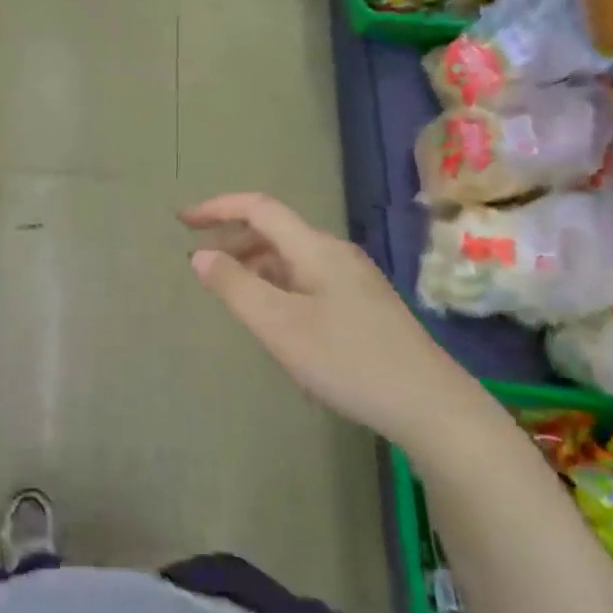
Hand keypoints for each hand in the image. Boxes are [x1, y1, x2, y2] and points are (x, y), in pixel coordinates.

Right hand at [181, 193, 455, 436]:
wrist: (429, 405)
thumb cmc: (347, 360)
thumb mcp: (279, 326)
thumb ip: (235, 287)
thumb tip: (200, 254)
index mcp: (314, 248)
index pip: (259, 208)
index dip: (218, 207)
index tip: (183, 221)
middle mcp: (335, 253)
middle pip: (276, 230)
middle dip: (233, 238)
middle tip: (200, 261)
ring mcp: (354, 279)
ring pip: (292, 257)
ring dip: (255, 263)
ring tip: (230, 292)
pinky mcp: (364, 305)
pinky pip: (308, 279)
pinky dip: (278, 284)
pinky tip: (275, 318)